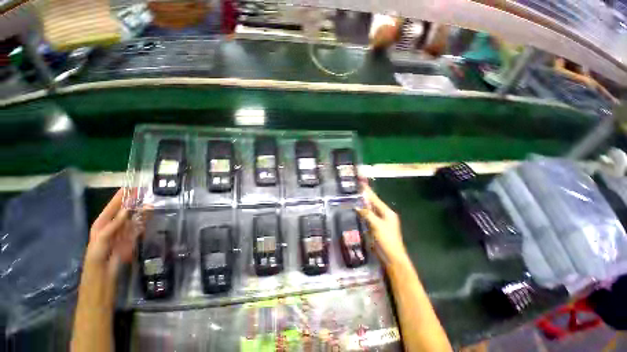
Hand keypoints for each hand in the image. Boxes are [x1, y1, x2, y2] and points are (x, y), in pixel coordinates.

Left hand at [86, 189, 144, 280]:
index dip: (120, 197)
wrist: (104, 275)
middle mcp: (113, 226)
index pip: (112, 207)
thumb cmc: (97, 257)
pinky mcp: (132, 238)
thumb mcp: (102, 239)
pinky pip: (139, 226)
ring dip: (141, 209)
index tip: (130, 187)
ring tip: (149, 201)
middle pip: (124, 210)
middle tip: (143, 191)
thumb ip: (114, 225)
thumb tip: (127, 209)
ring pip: (133, 217)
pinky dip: (145, 219)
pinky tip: (150, 213)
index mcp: (102, 224)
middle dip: (132, 201)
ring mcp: (123, 232)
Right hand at [357, 184, 407, 265]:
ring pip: (370, 211)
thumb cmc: (387, 240)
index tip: (360, 184)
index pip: (375, 199)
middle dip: (364, 197)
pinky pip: (368, 218)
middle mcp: (385, 215)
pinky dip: (363, 214)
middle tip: (354, 191)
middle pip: (373, 204)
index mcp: (387, 212)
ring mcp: (381, 222)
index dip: (368, 191)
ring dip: (363, 205)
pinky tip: (357, 212)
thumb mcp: (377, 225)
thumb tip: (357, 206)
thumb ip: (367, 214)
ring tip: (353, 199)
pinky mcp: (377, 228)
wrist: (392, 258)